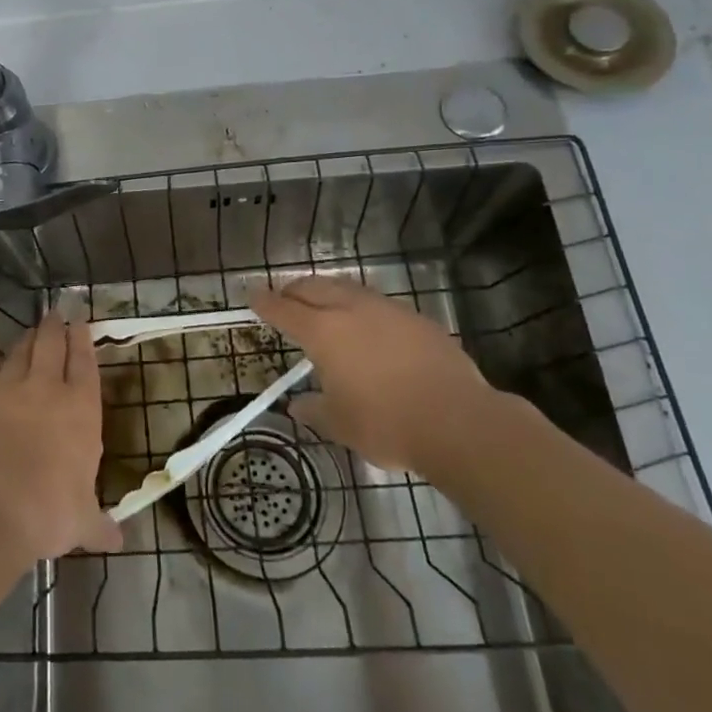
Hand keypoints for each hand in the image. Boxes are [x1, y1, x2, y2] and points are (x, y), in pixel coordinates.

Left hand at [0, 304, 122, 561]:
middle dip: (57, 328)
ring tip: (35, 323)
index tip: (82, 323)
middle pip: (54, 347)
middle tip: (58, 313)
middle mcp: (48, 389)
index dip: (84, 341)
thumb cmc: (47, 513)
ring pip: (22, 349)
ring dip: (30, 334)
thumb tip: (118, 541)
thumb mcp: (81, 523)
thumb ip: (99, 525)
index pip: (86, 366)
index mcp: (81, 412)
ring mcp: (9, 385)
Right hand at [250, 276, 494, 472]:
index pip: (283, 310)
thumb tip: (297, 406)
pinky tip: (368, 326)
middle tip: (284, 298)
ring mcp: (387, 310)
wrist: (459, 422)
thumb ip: (314, 410)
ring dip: (328, 292)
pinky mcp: (417, 319)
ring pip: (347, 288)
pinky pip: (377, 303)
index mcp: (323, 332)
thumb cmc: (386, 424)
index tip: (252, 296)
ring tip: (323, 305)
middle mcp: (351, 310)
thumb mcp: (340, 425)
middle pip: (313, 287)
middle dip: (294, 290)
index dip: (264, 303)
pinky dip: (360, 307)